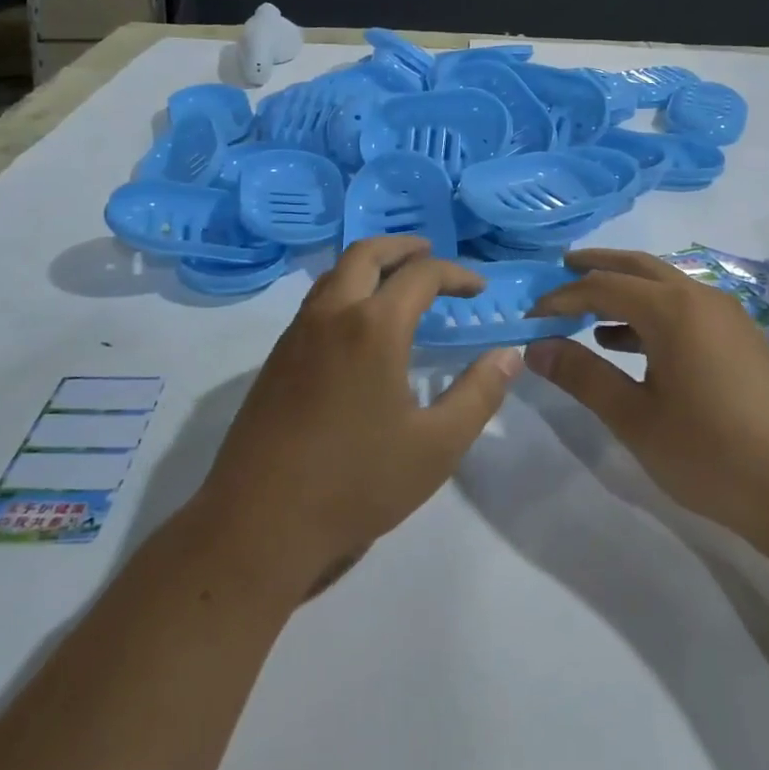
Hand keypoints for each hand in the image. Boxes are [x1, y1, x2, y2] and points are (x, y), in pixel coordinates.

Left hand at [194, 236, 519, 602]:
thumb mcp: (436, 446)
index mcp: (373, 326)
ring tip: (396, 282)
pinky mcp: (276, 358)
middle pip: (366, 253)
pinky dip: (345, 290)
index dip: (456, 274)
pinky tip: (358, 326)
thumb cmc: (357, 482)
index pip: (421, 276)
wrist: (260, 522)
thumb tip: (508, 355)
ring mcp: (297, 334)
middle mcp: (332, 314)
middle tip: (431, 254)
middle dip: (403, 247)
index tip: (478, 290)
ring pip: (335, 273)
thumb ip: (479, 394)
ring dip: (369, 265)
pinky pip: (316, 301)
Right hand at [524, 249, 768, 539]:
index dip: (561, 298)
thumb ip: (583, 376)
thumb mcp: (636, 419)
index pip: (602, 286)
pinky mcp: (742, 340)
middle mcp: (701, 298)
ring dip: (625, 291)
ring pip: (665, 286)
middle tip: (558, 271)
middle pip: (638, 267)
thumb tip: (536, 348)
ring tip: (588, 311)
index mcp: (673, 309)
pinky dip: (651, 315)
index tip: (530, 316)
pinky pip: (685, 309)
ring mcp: (728, 317)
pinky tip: (631, 346)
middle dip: (596, 267)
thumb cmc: (712, 454)